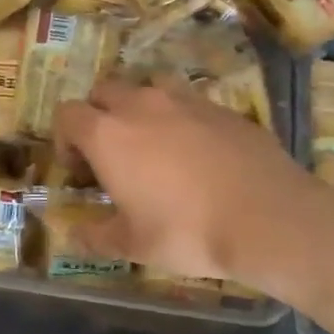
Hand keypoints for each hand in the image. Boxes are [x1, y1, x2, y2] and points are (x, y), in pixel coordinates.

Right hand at [53, 78, 316, 286]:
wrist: (269, 217)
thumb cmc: (186, 231)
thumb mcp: (132, 245)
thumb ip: (95, 235)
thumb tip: (74, 234)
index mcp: (107, 134)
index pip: (67, 114)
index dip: (65, 139)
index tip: (80, 169)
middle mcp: (141, 105)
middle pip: (104, 91)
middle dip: (98, 116)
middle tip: (111, 155)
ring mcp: (185, 101)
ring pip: (148, 88)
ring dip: (139, 109)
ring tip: (153, 145)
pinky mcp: (222, 107)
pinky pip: (188, 103)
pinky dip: (180, 120)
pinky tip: (197, 155)